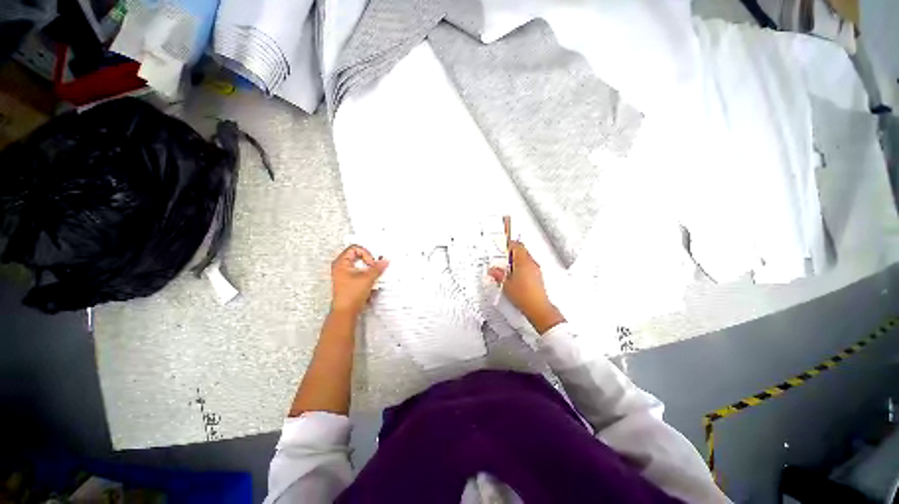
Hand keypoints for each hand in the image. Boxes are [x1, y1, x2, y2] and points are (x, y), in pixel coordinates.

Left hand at [330, 245, 388, 316]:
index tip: (371, 263)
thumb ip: (377, 268)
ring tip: (372, 275)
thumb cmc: (350, 296)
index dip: (366, 254)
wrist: (346, 311)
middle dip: (368, 261)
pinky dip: (366, 274)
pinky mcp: (348, 282)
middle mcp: (340, 267)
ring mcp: (343, 275)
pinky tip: (369, 281)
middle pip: (357, 255)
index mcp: (341, 263)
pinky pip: (358, 272)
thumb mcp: (368, 278)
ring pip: (358, 265)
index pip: (355, 248)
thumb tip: (384, 261)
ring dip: (368, 268)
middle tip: (374, 266)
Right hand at [488, 240, 564, 334]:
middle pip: (522, 251)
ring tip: (507, 268)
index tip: (503, 244)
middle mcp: (531, 263)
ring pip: (526, 259)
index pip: (517, 245)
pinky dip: (522, 267)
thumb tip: (493, 270)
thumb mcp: (505, 284)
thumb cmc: (524, 296)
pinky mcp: (538, 277)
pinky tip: (515, 276)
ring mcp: (536, 270)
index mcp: (523, 261)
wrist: (537, 308)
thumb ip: (498, 274)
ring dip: (517, 260)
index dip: (509, 243)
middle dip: (512, 252)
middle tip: (503, 256)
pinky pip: (529, 267)